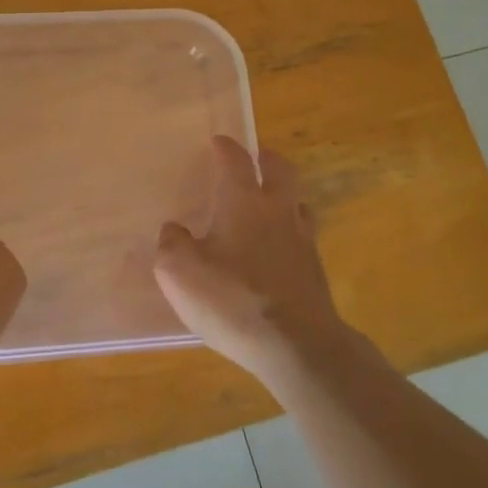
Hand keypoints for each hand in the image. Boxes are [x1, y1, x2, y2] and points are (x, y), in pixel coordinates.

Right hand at [153, 136, 346, 383]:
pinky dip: (290, 232)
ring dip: (284, 195)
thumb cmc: (232, 300)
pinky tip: (277, 249)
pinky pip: (303, 237)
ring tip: (269, 203)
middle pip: (281, 171)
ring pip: (298, 203)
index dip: (226, 148)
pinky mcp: (315, 272)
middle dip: (267, 159)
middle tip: (256, 157)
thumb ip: (172, 243)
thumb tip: (175, 230)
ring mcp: (303, 241)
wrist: (296, 345)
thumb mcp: (179, 272)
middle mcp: (278, 212)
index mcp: (243, 202)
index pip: (236, 161)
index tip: (218, 142)